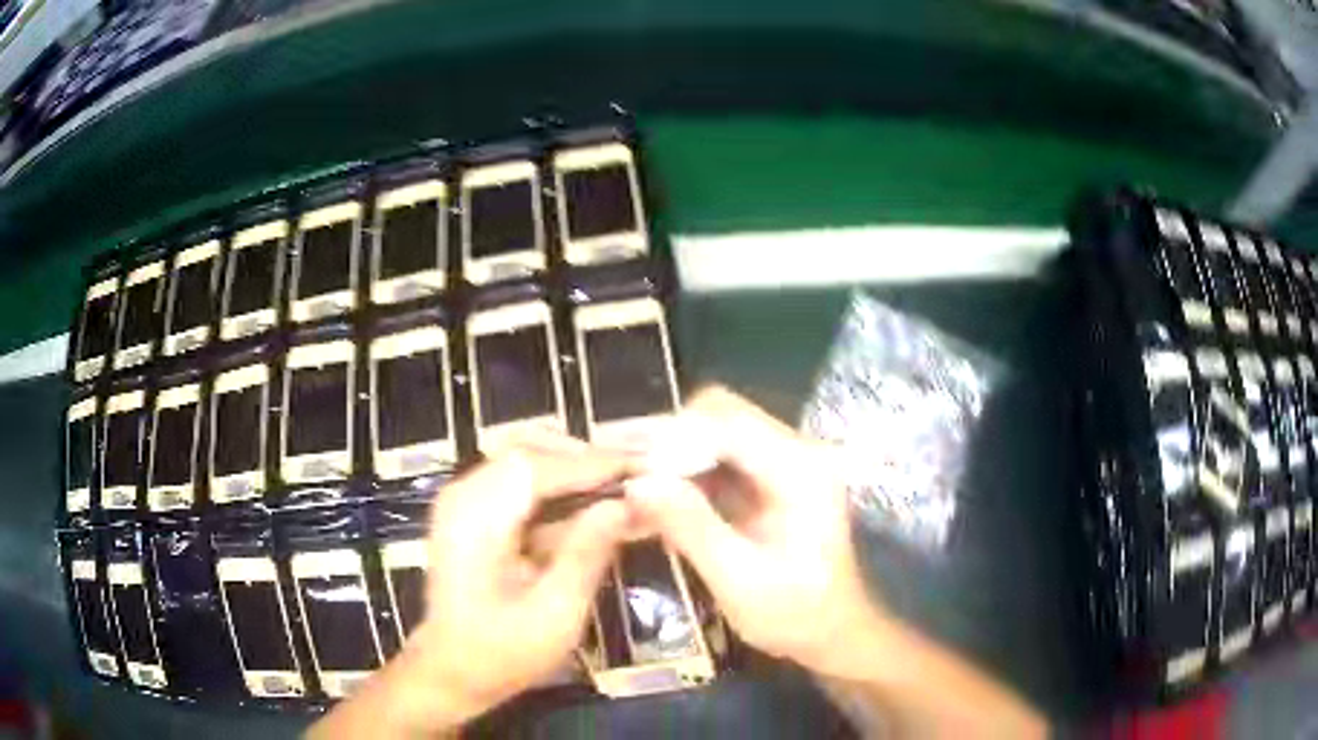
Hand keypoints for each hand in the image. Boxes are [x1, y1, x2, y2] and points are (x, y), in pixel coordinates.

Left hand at [312, 445, 631, 738]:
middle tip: (638, 474)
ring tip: (623, 486)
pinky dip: (559, 488)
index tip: (646, 464)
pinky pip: (519, 483)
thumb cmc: (503, 653)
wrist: (452, 671)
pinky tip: (593, 507)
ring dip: (575, 470)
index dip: (593, 461)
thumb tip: (627, 504)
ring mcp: (465, 502)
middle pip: (529, 451)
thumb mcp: (555, 613)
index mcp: (475, 519)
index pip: (537, 466)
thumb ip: (588, 553)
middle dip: (586, 459)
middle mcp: (463, 496)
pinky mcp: (473, 513)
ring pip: (526, 460)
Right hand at [626, 386, 884, 678]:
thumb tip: (636, 483)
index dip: (668, 432)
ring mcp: (785, 461)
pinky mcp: (770, 478)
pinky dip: (683, 470)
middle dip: (664, 435)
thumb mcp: (739, 580)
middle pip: (720, 415)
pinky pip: (718, 457)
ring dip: (670, 451)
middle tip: (615, 461)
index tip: (617, 450)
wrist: (833, 630)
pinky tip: (653, 494)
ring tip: (624, 475)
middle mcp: (796, 451)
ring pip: (714, 431)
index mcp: (801, 470)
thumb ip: (690, 527)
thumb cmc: (796, 614)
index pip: (727, 424)